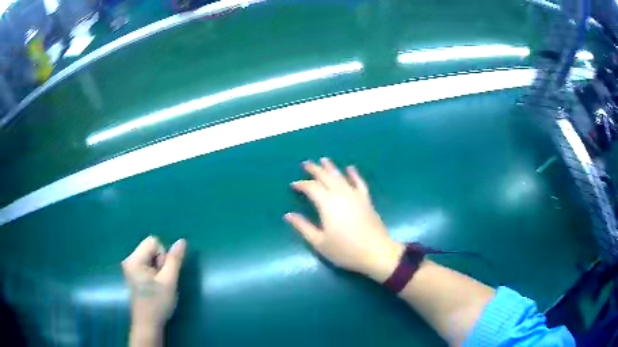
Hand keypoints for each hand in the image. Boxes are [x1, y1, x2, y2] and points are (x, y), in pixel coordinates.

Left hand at [122, 236, 186, 331]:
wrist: (148, 324)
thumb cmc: (158, 303)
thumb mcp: (169, 281)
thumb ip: (175, 260)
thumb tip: (182, 241)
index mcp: (134, 259)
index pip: (153, 242)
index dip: (163, 256)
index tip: (163, 274)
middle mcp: (129, 259)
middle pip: (150, 248)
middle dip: (160, 262)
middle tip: (162, 281)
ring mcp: (130, 267)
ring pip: (150, 256)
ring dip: (158, 268)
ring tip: (158, 285)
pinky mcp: (133, 274)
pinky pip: (146, 264)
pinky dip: (153, 272)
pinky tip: (154, 286)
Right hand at [285, 158, 403, 281]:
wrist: (376, 252)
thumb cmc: (345, 250)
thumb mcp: (319, 242)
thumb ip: (303, 227)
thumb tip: (288, 215)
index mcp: (327, 204)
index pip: (311, 188)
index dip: (302, 184)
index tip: (293, 185)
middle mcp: (341, 195)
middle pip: (326, 177)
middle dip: (315, 170)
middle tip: (306, 163)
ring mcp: (355, 196)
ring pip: (341, 177)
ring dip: (331, 168)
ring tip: (324, 160)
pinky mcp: (366, 200)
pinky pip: (359, 183)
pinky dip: (354, 174)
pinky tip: (350, 168)